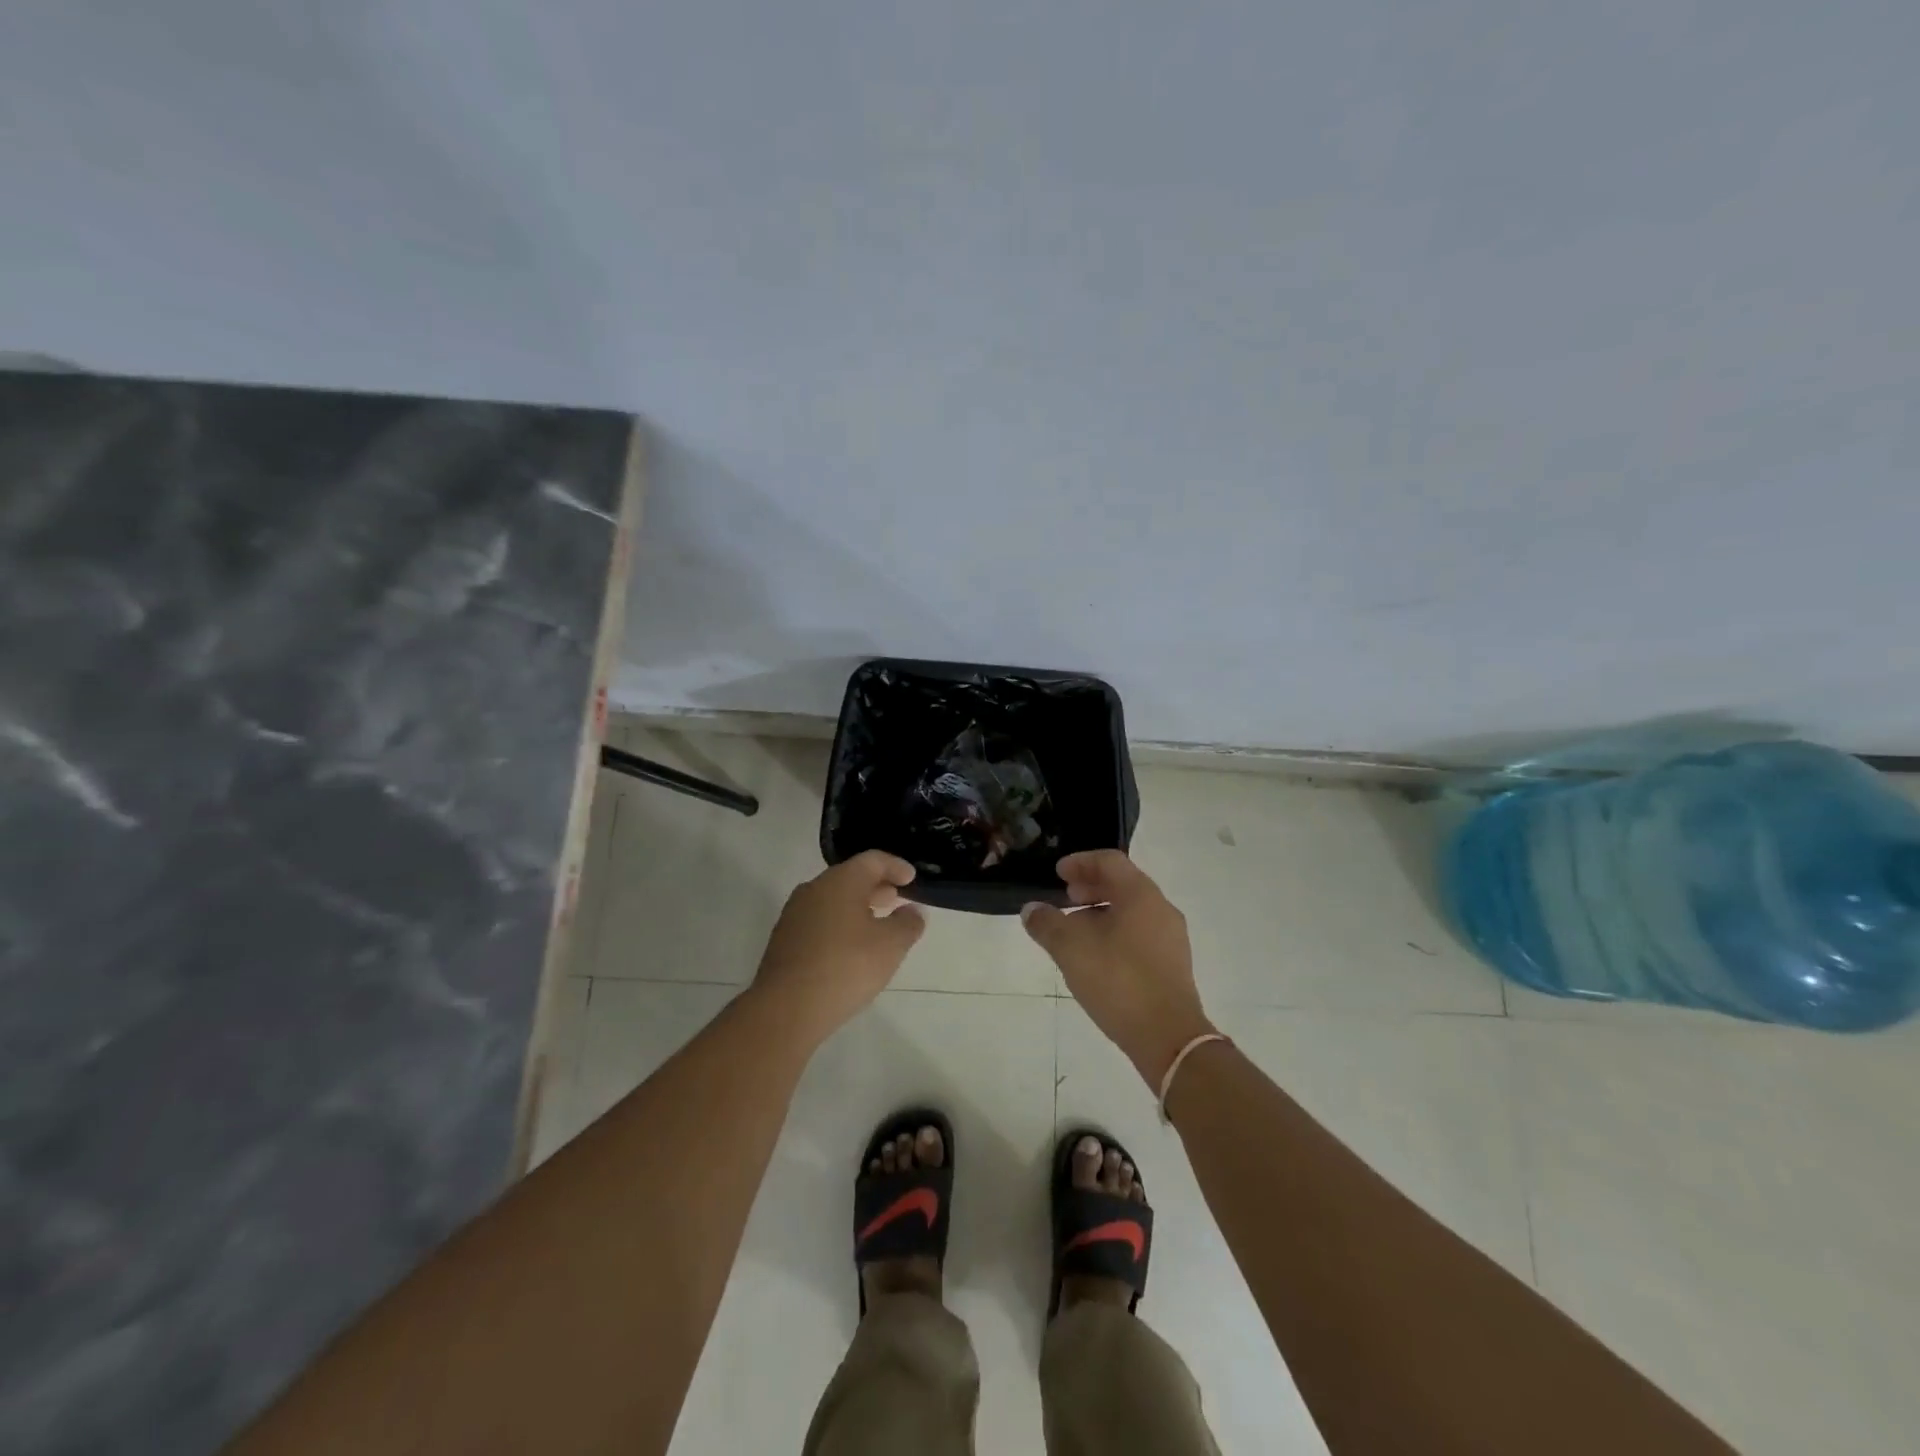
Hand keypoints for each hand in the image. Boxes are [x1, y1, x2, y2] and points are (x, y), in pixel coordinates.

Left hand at [752, 851, 925, 1044]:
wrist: (786, 1008)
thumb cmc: (846, 967)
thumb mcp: (891, 945)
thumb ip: (907, 923)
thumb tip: (912, 911)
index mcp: (841, 881)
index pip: (873, 860)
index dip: (896, 866)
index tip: (912, 879)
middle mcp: (814, 889)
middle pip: (851, 877)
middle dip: (877, 886)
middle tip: (897, 900)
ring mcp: (795, 914)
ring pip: (833, 899)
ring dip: (857, 906)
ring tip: (877, 925)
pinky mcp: (784, 939)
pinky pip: (819, 920)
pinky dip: (840, 924)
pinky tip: (850, 947)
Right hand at [1021, 851, 1215, 1086]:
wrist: (1168, 1038)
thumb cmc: (1119, 981)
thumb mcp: (1071, 950)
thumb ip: (1047, 924)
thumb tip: (1031, 909)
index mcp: (1141, 895)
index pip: (1109, 861)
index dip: (1080, 862)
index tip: (1058, 873)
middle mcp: (1161, 909)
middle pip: (1123, 884)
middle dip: (1091, 887)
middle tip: (1065, 898)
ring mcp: (1170, 938)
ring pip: (1131, 911)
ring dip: (1101, 912)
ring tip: (1074, 931)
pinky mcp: (1171, 965)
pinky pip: (1139, 934)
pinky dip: (1114, 932)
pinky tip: (1095, 956)